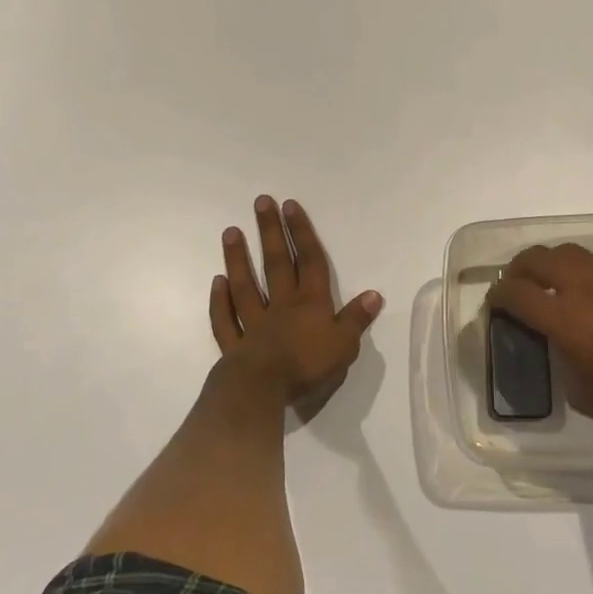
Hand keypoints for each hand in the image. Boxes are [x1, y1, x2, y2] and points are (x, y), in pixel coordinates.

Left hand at [211, 196, 383, 410]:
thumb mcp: (345, 345)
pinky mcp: (234, 345)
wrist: (262, 390)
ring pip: (245, 285)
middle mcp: (281, 306)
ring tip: (230, 232)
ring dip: (238, 258)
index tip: (290, 206)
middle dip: (270, 232)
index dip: (301, 233)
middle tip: (261, 203)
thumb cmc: (307, 366)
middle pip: (276, 264)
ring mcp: (254, 323)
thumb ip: (356, 319)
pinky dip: (220, 302)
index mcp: (311, 304)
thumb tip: (375, 294)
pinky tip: (217, 282)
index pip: (309, 261)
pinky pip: (226, 319)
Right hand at [487, 243, 592, 436]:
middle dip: (518, 269)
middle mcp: (584, 285)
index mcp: (564, 316)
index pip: (516, 292)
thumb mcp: (583, 392)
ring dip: (552, 265)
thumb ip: (562, 359)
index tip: (495, 303)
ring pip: (569, 253)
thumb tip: (560, 345)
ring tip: (554, 283)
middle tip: (517, 285)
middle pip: (537, 259)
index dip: (498, 295)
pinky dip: (585, 271)